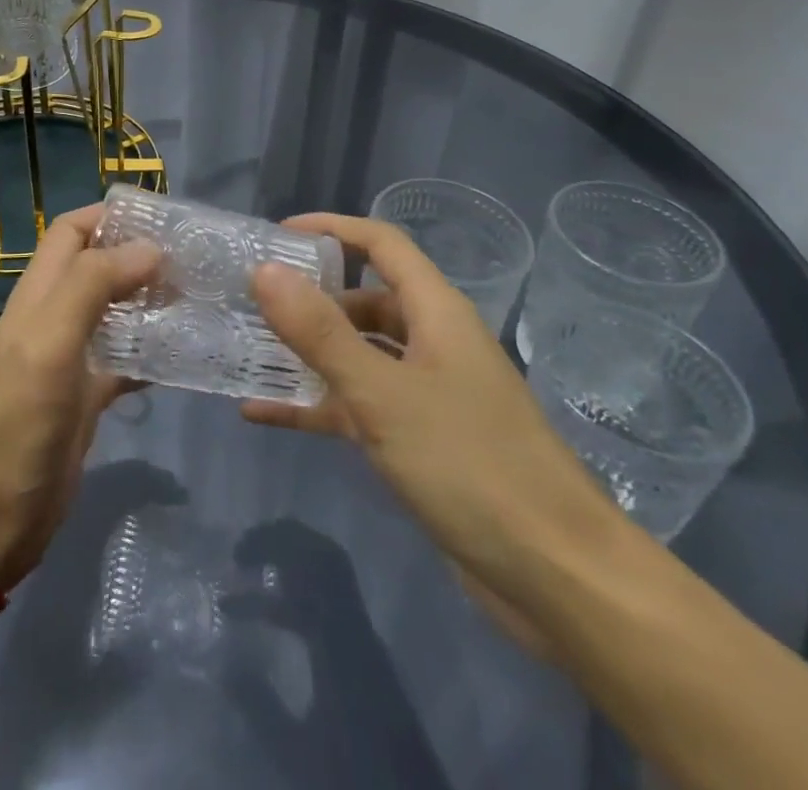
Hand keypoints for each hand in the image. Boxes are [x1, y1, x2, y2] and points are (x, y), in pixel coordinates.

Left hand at [0, 204, 159, 590]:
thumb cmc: (15, 421)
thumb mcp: (49, 342)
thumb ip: (92, 286)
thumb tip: (149, 247)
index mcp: (39, 294)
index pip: (72, 231)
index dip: (110, 216)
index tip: (164, 219)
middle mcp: (55, 317)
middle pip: (98, 267)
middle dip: (141, 255)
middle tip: (196, 260)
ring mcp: (71, 358)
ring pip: (116, 311)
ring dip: (151, 300)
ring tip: (201, 298)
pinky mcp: (87, 397)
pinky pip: (126, 360)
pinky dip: (153, 351)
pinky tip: (186, 355)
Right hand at [224, 520, 451, 789]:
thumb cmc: (353, 775)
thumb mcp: (297, 753)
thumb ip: (259, 707)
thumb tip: (225, 664)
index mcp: (337, 640)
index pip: (299, 578)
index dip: (261, 568)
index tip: (230, 578)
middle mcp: (355, 623)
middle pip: (322, 553)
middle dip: (280, 540)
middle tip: (243, 548)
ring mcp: (365, 630)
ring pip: (331, 565)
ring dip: (295, 552)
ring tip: (259, 557)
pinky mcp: (368, 644)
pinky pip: (336, 589)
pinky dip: (307, 578)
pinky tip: (283, 598)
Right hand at [242, 214, 625, 627]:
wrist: (558, 578)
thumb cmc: (471, 465)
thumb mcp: (383, 393)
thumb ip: (320, 332)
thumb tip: (265, 270)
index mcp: (437, 313)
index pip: (382, 244)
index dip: (331, 229)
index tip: (277, 236)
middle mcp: (434, 342)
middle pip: (366, 299)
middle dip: (311, 296)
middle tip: (252, 300)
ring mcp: (428, 394)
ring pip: (359, 354)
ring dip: (309, 352)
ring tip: (249, 349)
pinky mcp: (420, 441)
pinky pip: (358, 407)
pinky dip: (316, 405)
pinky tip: (263, 413)